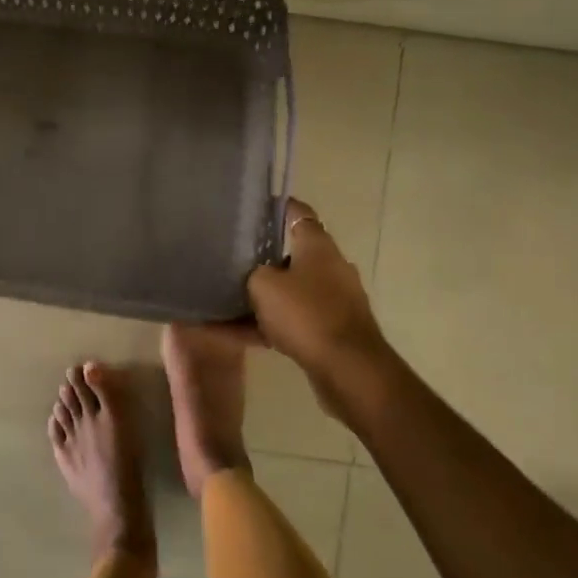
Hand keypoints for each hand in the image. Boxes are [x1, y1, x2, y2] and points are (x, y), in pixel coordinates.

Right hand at [247, 198, 393, 387]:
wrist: (349, 369)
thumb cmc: (306, 314)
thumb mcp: (264, 286)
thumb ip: (253, 273)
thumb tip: (256, 274)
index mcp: (317, 244)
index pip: (296, 212)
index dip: (274, 207)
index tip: (251, 210)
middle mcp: (330, 266)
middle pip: (292, 253)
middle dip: (263, 258)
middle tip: (232, 260)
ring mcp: (335, 298)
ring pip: (291, 291)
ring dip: (264, 297)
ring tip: (228, 303)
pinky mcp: (333, 329)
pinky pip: (294, 321)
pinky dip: (269, 326)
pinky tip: (238, 337)